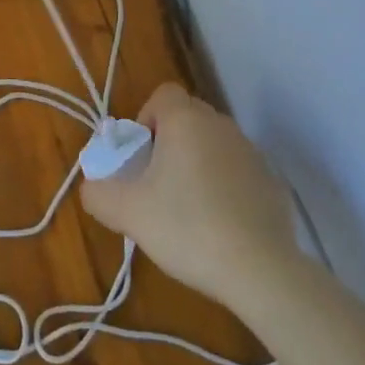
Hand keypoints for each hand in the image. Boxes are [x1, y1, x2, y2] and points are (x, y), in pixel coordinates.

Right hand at [80, 82, 299, 309]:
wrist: (260, 270)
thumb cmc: (187, 227)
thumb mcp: (128, 213)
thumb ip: (98, 194)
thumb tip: (92, 187)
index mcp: (186, 121)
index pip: (163, 95)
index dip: (145, 119)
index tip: (141, 156)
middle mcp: (221, 125)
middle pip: (188, 118)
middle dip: (169, 143)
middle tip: (156, 185)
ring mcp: (252, 153)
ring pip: (214, 145)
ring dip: (198, 164)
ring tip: (188, 209)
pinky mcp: (272, 182)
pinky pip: (238, 171)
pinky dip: (225, 187)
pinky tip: (220, 225)